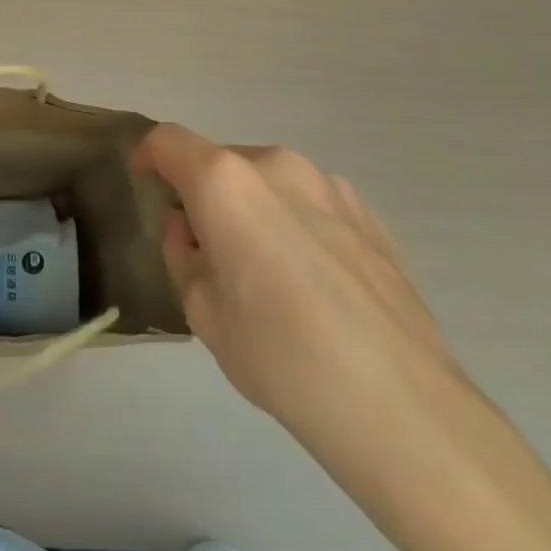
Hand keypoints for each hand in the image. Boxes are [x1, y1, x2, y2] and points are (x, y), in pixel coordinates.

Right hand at [137, 122, 456, 452]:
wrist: (403, 408)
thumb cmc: (282, 357)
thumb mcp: (203, 314)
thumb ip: (183, 256)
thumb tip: (191, 231)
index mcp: (226, 182)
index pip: (169, 142)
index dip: (149, 156)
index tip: (147, 184)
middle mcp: (277, 166)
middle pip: (222, 162)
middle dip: (205, 195)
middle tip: (208, 252)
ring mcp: (331, 186)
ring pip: (270, 182)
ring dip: (253, 209)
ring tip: (267, 274)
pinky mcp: (371, 216)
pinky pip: (312, 204)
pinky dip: (295, 224)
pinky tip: (314, 285)